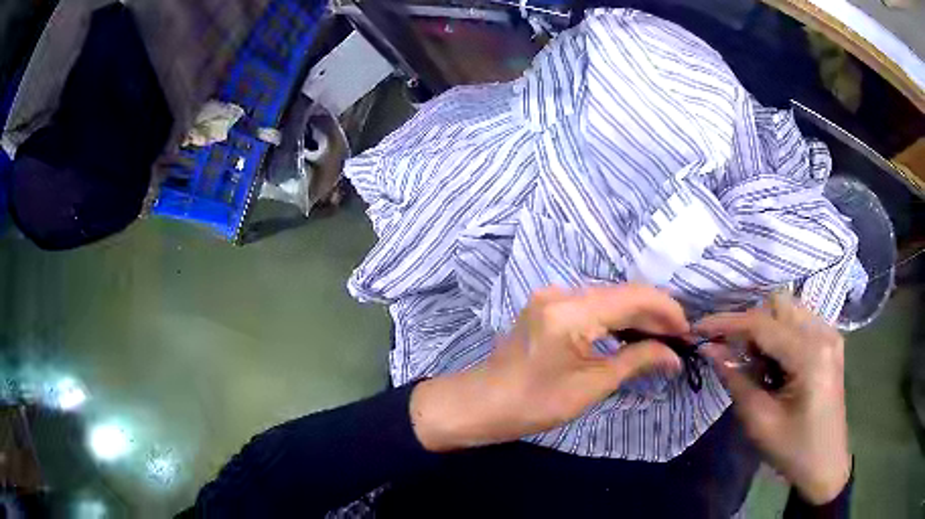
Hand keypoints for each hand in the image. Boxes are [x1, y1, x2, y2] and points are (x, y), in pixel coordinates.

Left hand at [410, 284, 686, 451]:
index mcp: (571, 312)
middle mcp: (561, 293)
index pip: (633, 297)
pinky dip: (615, 318)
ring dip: (637, 315)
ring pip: (608, 298)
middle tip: (679, 337)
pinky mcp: (548, 306)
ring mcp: (551, 297)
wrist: (483, 403)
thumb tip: (674, 356)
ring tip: (662, 337)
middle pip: (622, 294)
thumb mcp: (592, 386)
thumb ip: (637, 361)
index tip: (687, 330)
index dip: (666, 310)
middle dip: (654, 313)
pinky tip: (632, 333)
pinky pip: (592, 305)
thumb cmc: (535, 403)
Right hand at [696, 293, 851, 504]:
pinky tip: (776, 364)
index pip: (762, 324)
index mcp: (810, 355)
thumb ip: (736, 380)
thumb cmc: (793, 450)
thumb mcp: (760, 422)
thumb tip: (710, 350)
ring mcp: (830, 333)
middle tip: (735, 356)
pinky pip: (799, 321)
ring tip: (757, 365)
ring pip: (788, 309)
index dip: (727, 323)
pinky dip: (780, 335)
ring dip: (765, 329)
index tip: (698, 328)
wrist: (825, 464)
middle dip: (750, 324)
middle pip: (778, 304)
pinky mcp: (830, 340)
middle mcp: (824, 332)